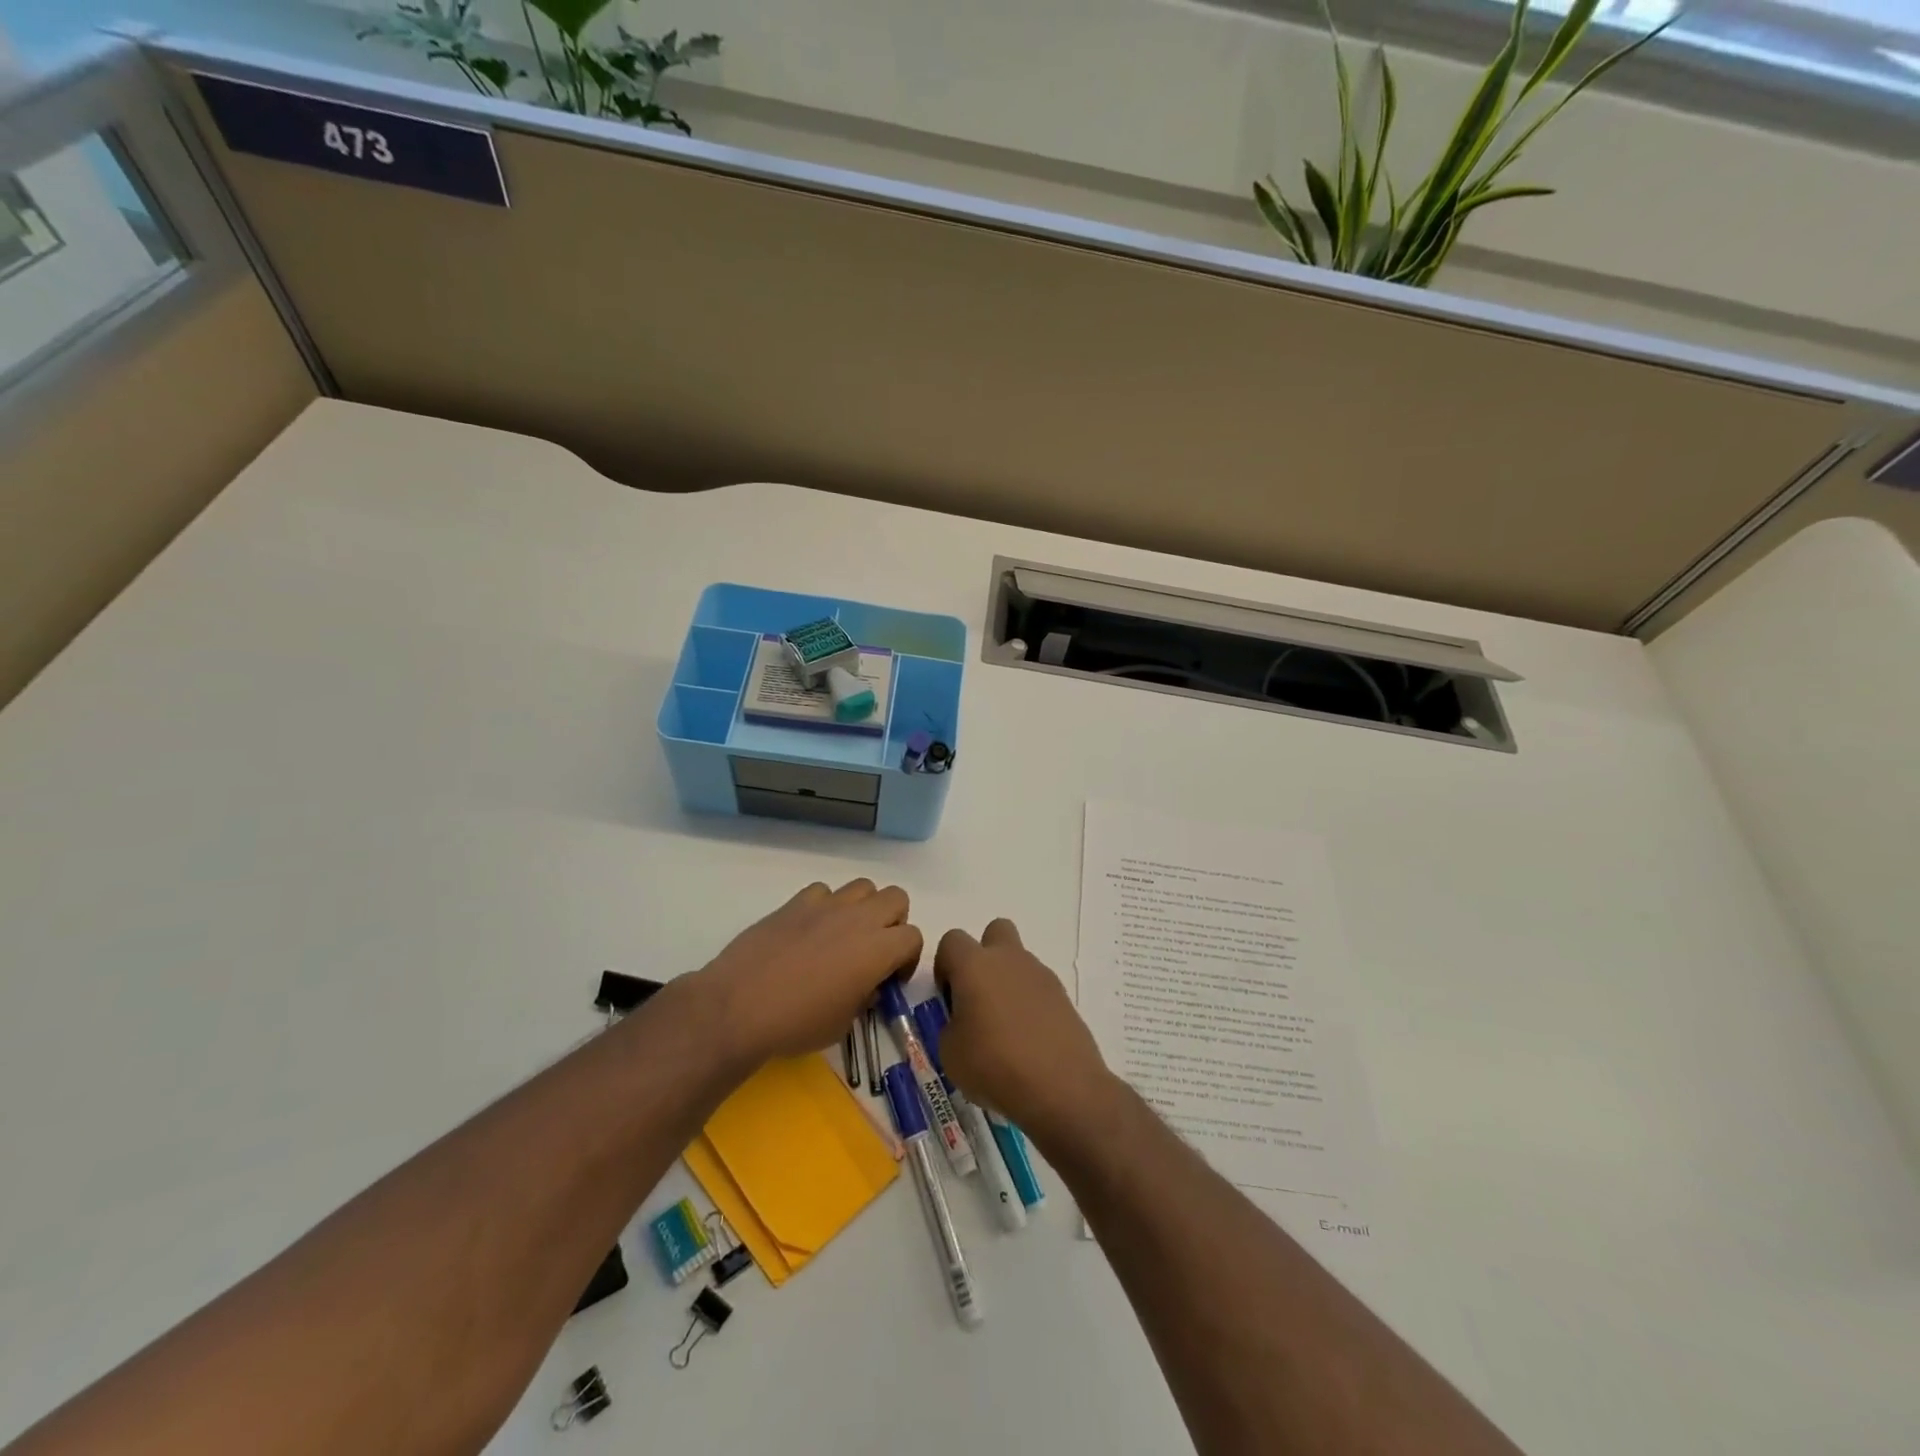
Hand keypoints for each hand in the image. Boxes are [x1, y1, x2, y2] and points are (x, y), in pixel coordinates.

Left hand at [696, 880, 922, 1065]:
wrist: (739, 1007)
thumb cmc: (797, 1024)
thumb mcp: (843, 1024)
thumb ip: (864, 998)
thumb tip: (866, 986)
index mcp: (878, 949)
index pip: (914, 937)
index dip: (907, 959)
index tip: (889, 980)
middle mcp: (859, 918)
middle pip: (896, 898)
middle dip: (893, 922)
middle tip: (874, 950)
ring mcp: (826, 905)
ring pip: (862, 887)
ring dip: (862, 908)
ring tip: (844, 936)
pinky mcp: (795, 902)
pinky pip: (823, 892)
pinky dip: (825, 907)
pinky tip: (810, 931)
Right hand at [933, 919, 1118, 1149]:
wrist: (1061, 1087)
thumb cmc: (994, 1065)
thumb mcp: (950, 1053)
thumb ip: (951, 1026)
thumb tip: (964, 1022)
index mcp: (975, 965)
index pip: (952, 941)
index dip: (945, 966)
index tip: (949, 999)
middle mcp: (1009, 959)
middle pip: (995, 932)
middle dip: (984, 955)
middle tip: (979, 996)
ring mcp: (1040, 974)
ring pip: (1019, 962)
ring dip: (1008, 982)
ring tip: (1006, 1029)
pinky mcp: (1063, 995)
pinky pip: (1038, 988)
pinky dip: (1030, 1004)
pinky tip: (1029, 1039)